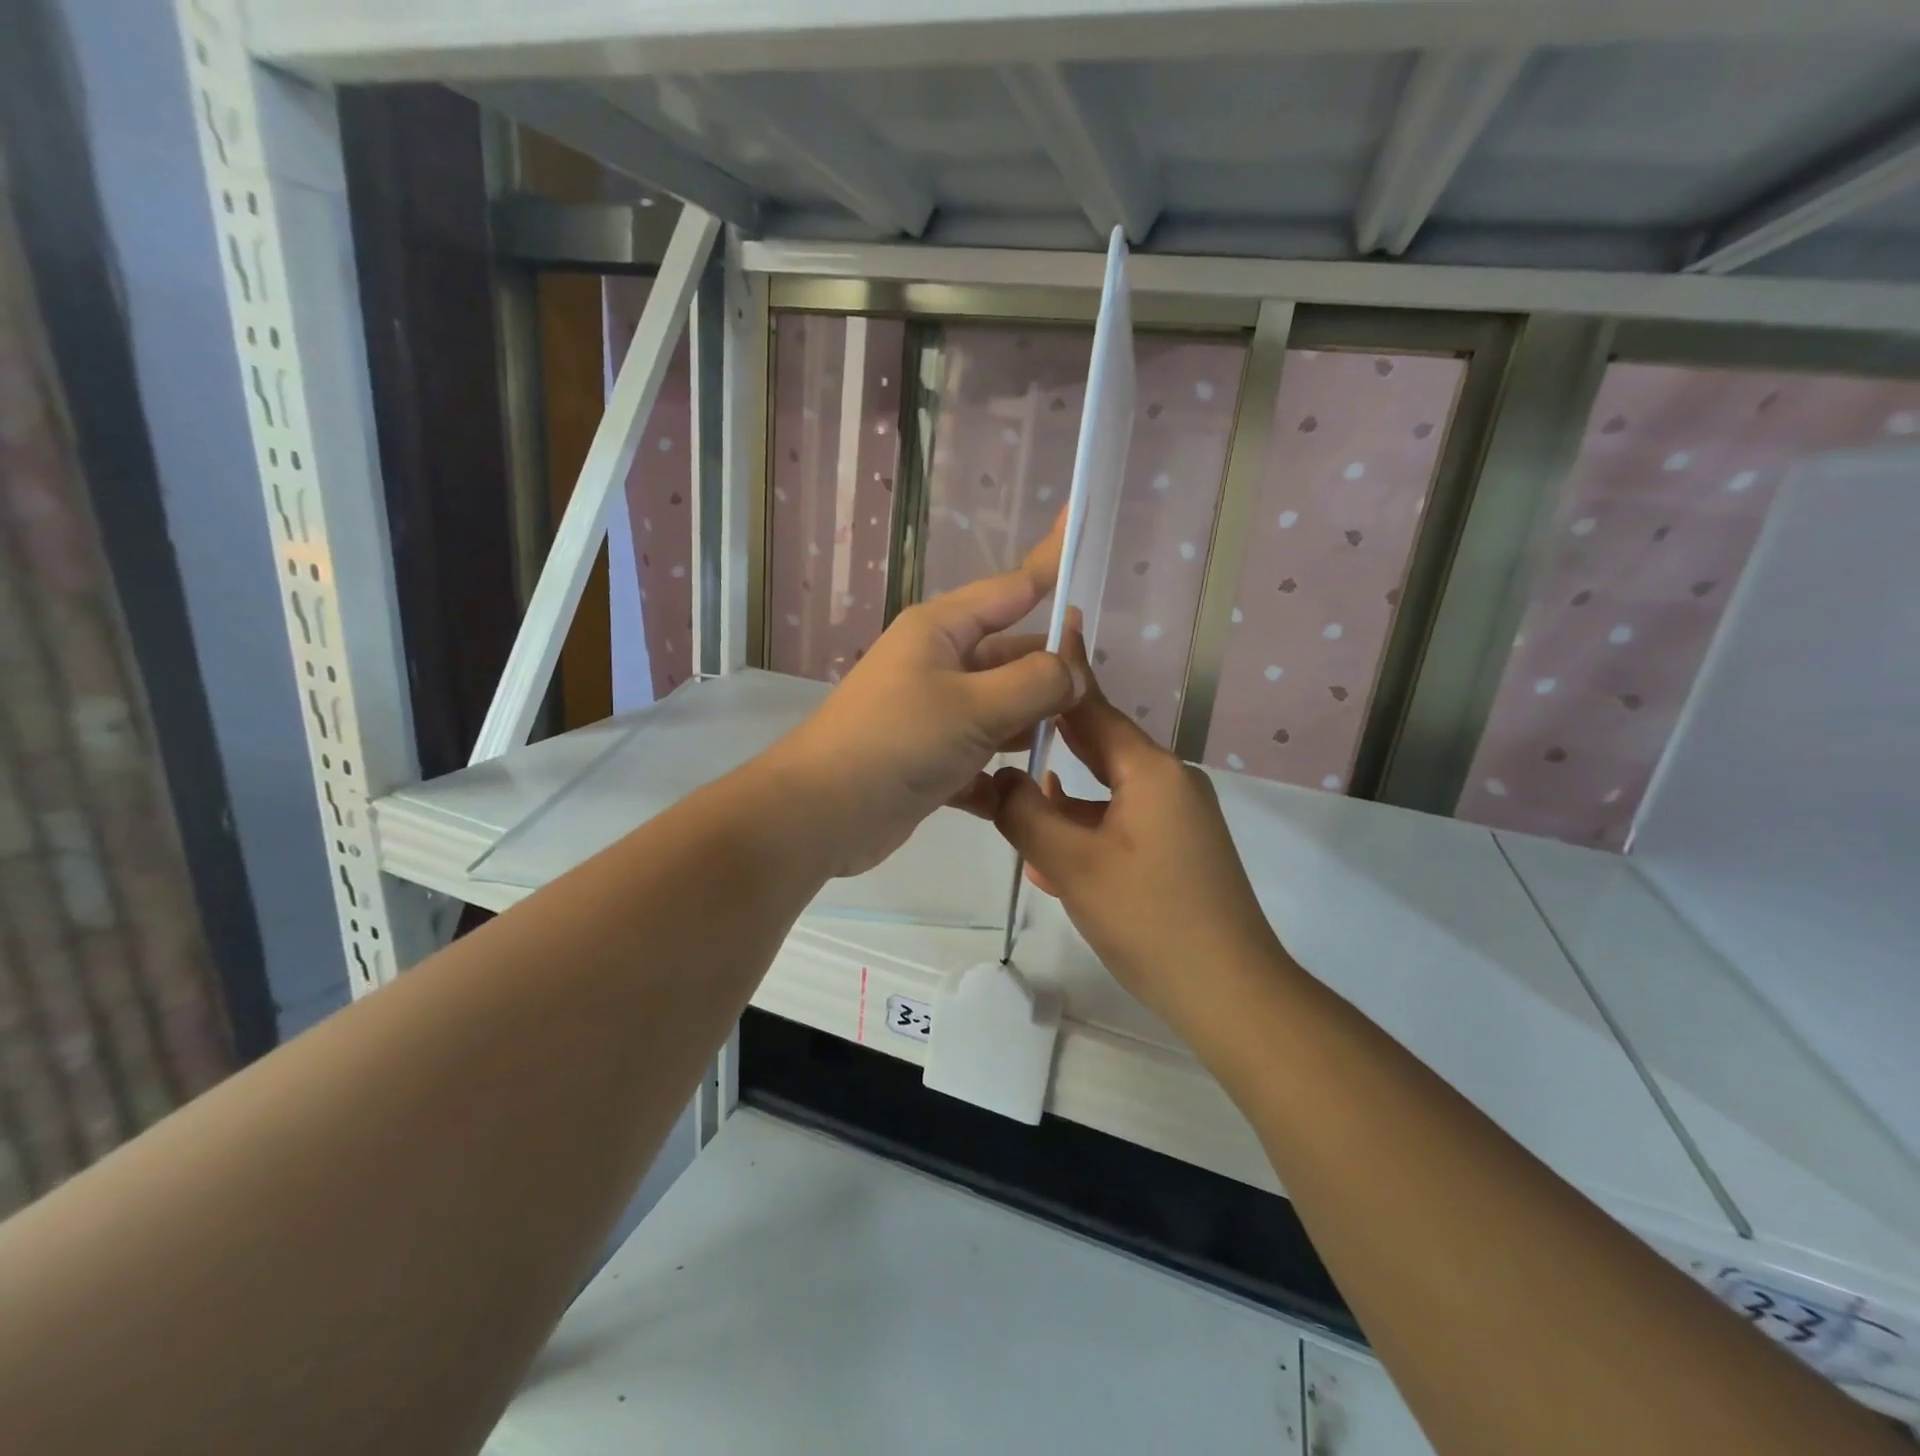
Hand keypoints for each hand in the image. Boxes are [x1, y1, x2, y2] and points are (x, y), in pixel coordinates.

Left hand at [759, 520, 1084, 878]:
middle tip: (1103, 693)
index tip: (1079, 521)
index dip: (1050, 561)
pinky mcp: (930, 760)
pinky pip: (981, 757)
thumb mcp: (974, 705)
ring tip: (1082, 739)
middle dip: (1053, 670)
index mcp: (942, 629)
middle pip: (1012, 654)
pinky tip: (1030, 792)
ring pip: (1001, 708)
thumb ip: (1035, 682)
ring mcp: (933, 713)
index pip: (1012, 587)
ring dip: (1033, 724)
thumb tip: (1074, 670)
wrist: (821, 812)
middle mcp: (938, 663)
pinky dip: (1002, 773)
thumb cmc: (897, 741)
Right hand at [988, 644, 1290, 1028]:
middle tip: (999, 723)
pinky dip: (1083, 829)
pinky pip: (1119, 823)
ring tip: (1008, 795)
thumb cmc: (1151, 920)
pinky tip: (1047, 853)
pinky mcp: (1175, 850)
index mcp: (1151, 771)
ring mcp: (1176, 819)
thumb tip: (998, 781)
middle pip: (1098, 747)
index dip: (1062, 675)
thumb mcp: (1074, 866)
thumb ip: (1027, 815)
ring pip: (1105, 791)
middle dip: (1049, 740)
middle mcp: (1168, 783)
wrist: (1229, 994)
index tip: (1039, 635)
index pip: (1094, 710)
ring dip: (1060, 797)